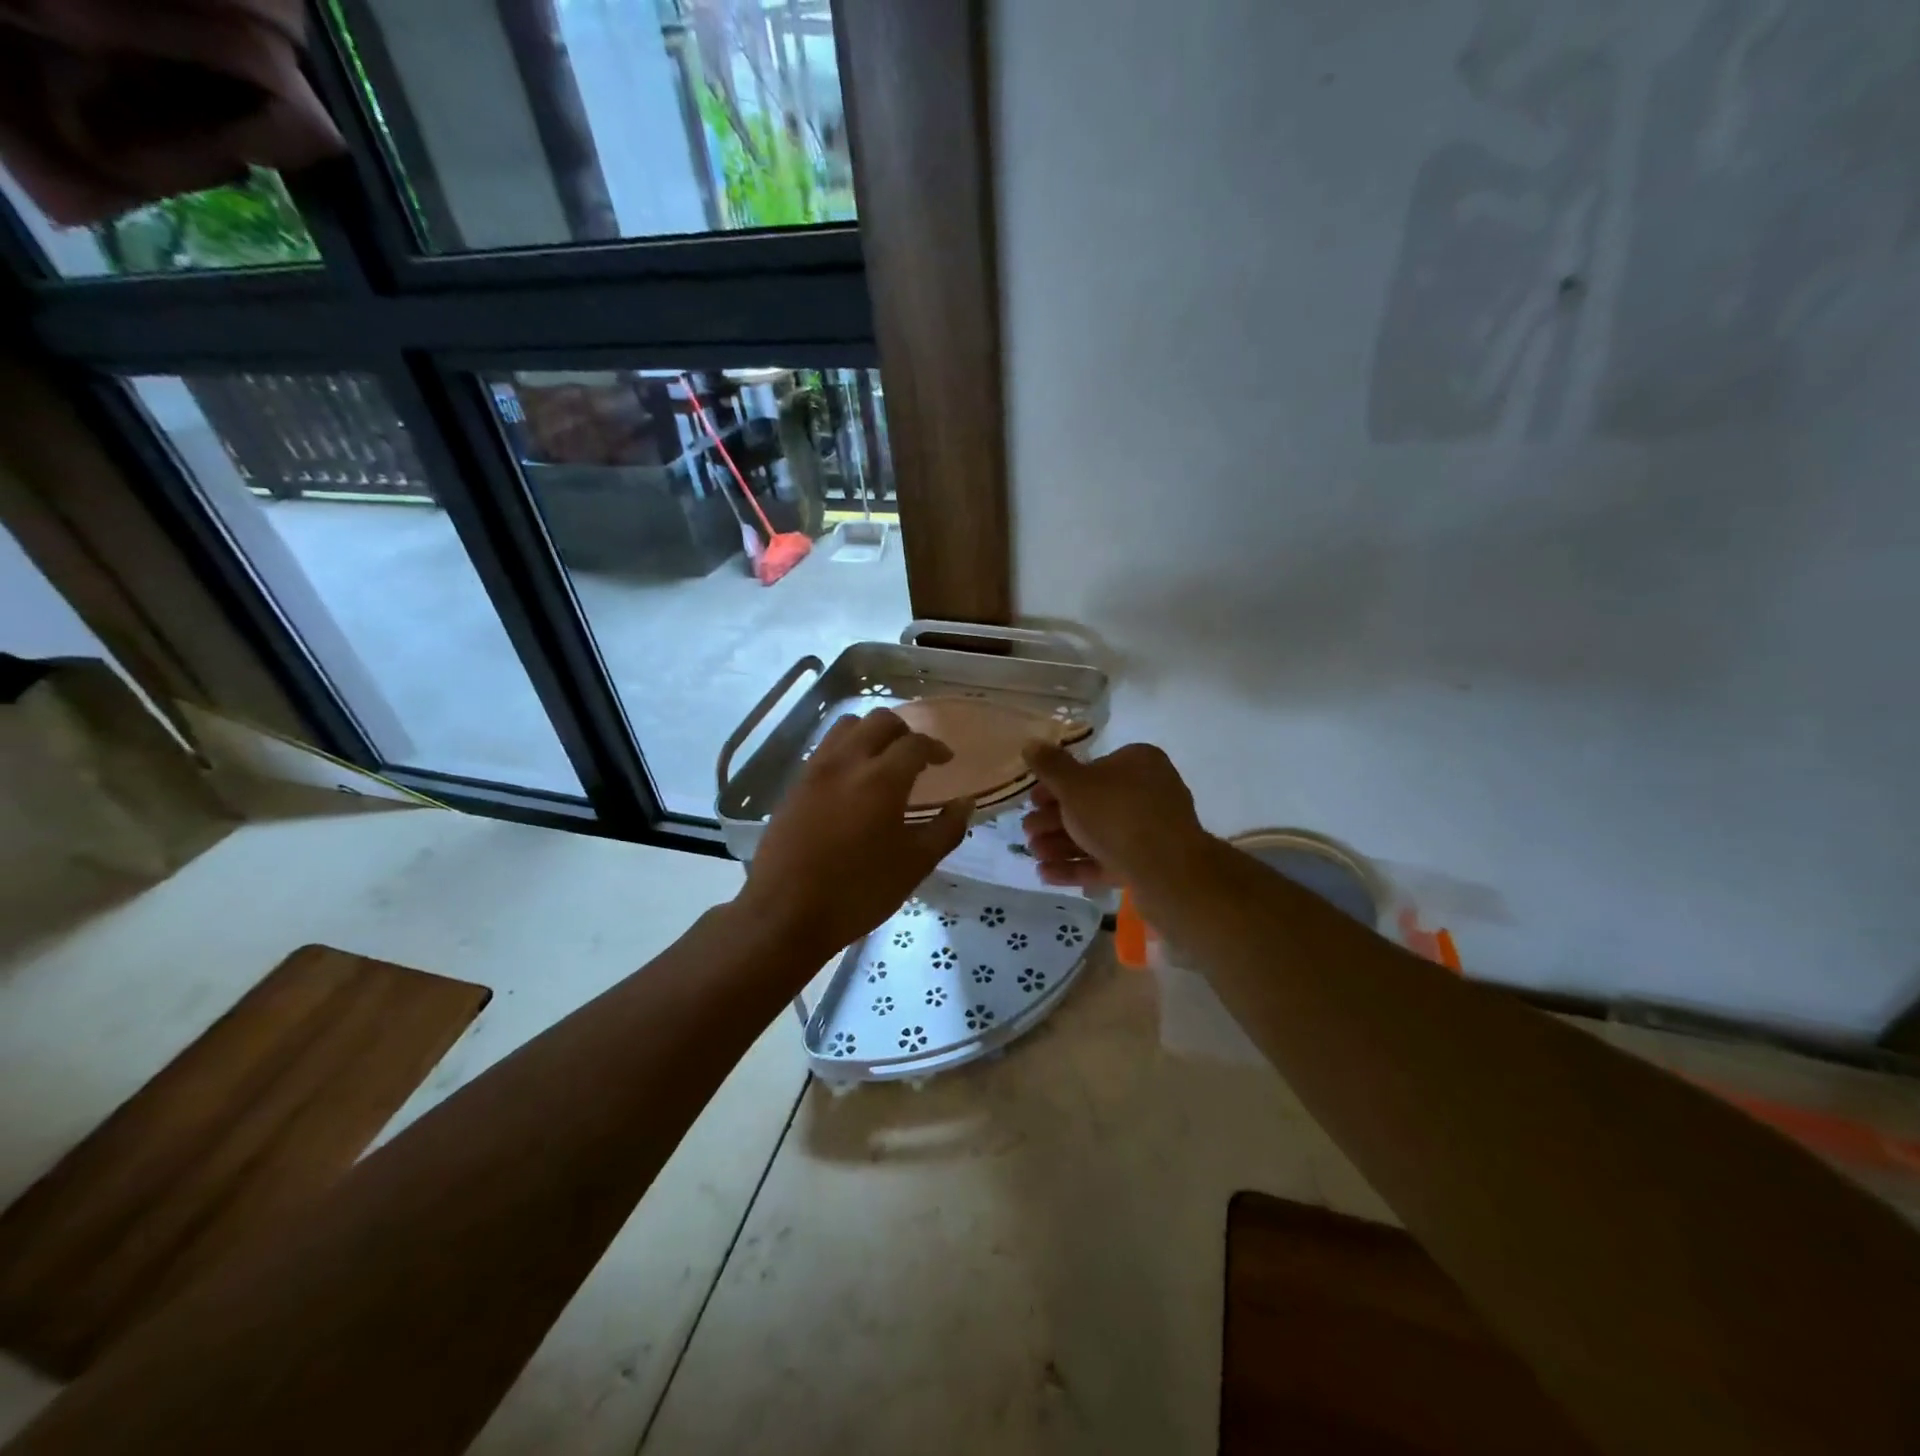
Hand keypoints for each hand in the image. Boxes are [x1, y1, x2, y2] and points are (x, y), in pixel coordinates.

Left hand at [737, 709, 970, 958]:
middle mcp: (847, 762)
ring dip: (870, 733)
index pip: (915, 743)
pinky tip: (852, 781)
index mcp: (882, 779)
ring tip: (882, 760)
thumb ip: (946, 829)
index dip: (936, 747)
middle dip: (904, 731)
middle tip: (915, 755)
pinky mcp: (795, 785)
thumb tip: (965, 803)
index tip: (946, 760)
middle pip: (879, 721)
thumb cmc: (858, 892)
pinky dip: (846, 749)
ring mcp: (815, 770)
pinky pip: (825, 748)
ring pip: (846, 727)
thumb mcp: (915, 865)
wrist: (785, 913)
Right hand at [1020, 742, 1208, 890]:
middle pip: (1091, 804)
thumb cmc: (1117, 815)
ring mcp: (1151, 830)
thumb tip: (1031, 743)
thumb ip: (1050, 766)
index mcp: (1138, 762)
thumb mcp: (1075, 785)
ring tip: (1033, 855)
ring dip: (1061, 844)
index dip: (1056, 785)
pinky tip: (1046, 874)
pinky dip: (1077, 865)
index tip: (1033, 800)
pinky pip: (1107, 859)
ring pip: (1097, 834)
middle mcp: (1148, 791)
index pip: (1091, 768)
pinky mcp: (1149, 863)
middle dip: (1054, 820)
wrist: (1167, 871)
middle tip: (1027, 832)